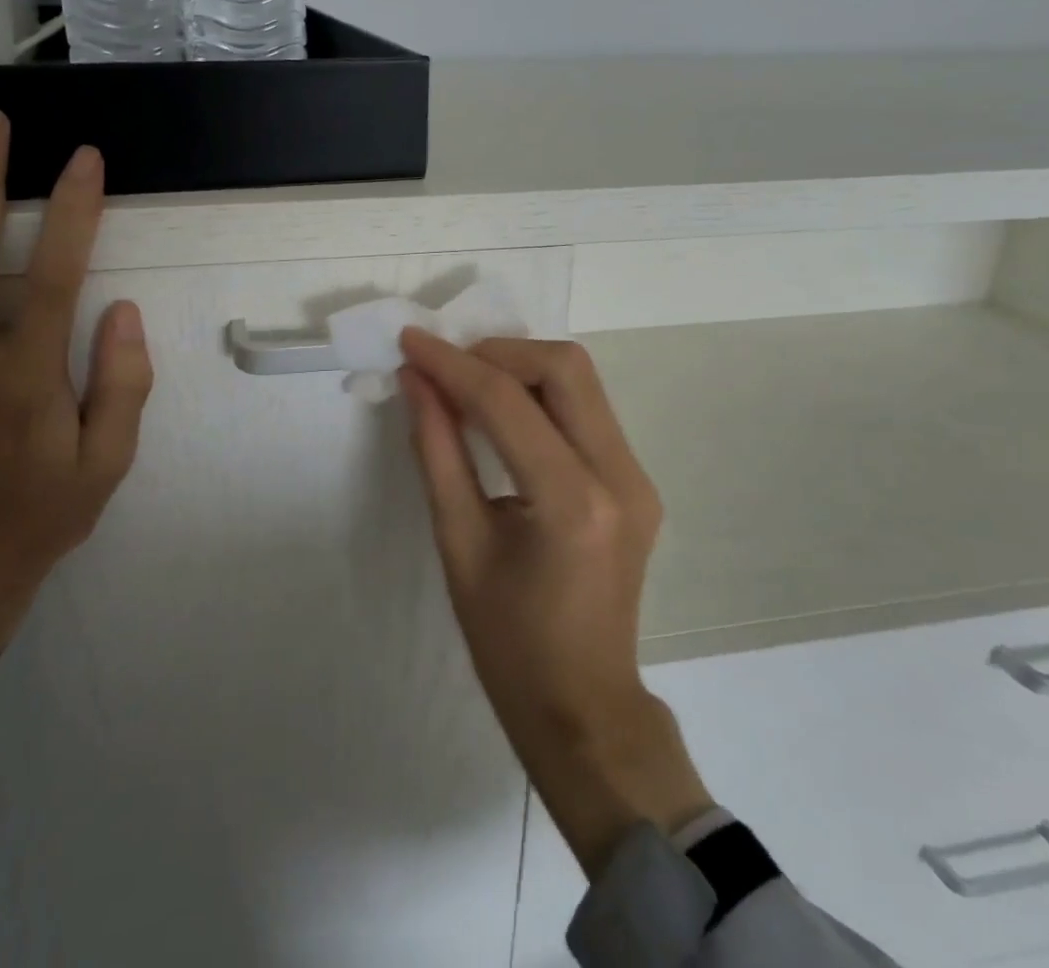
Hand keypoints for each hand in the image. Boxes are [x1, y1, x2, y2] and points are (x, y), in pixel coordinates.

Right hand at [399, 331, 712, 876]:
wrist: (583, 708)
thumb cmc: (508, 644)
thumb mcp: (458, 543)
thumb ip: (437, 450)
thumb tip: (416, 381)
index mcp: (572, 503)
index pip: (507, 403)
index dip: (452, 363)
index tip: (409, 341)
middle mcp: (620, 477)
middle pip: (565, 368)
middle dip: (498, 352)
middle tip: (447, 366)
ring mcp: (638, 478)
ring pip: (581, 382)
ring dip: (520, 367)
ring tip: (466, 384)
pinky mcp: (637, 483)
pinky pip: (587, 411)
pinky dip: (540, 395)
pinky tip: (502, 414)